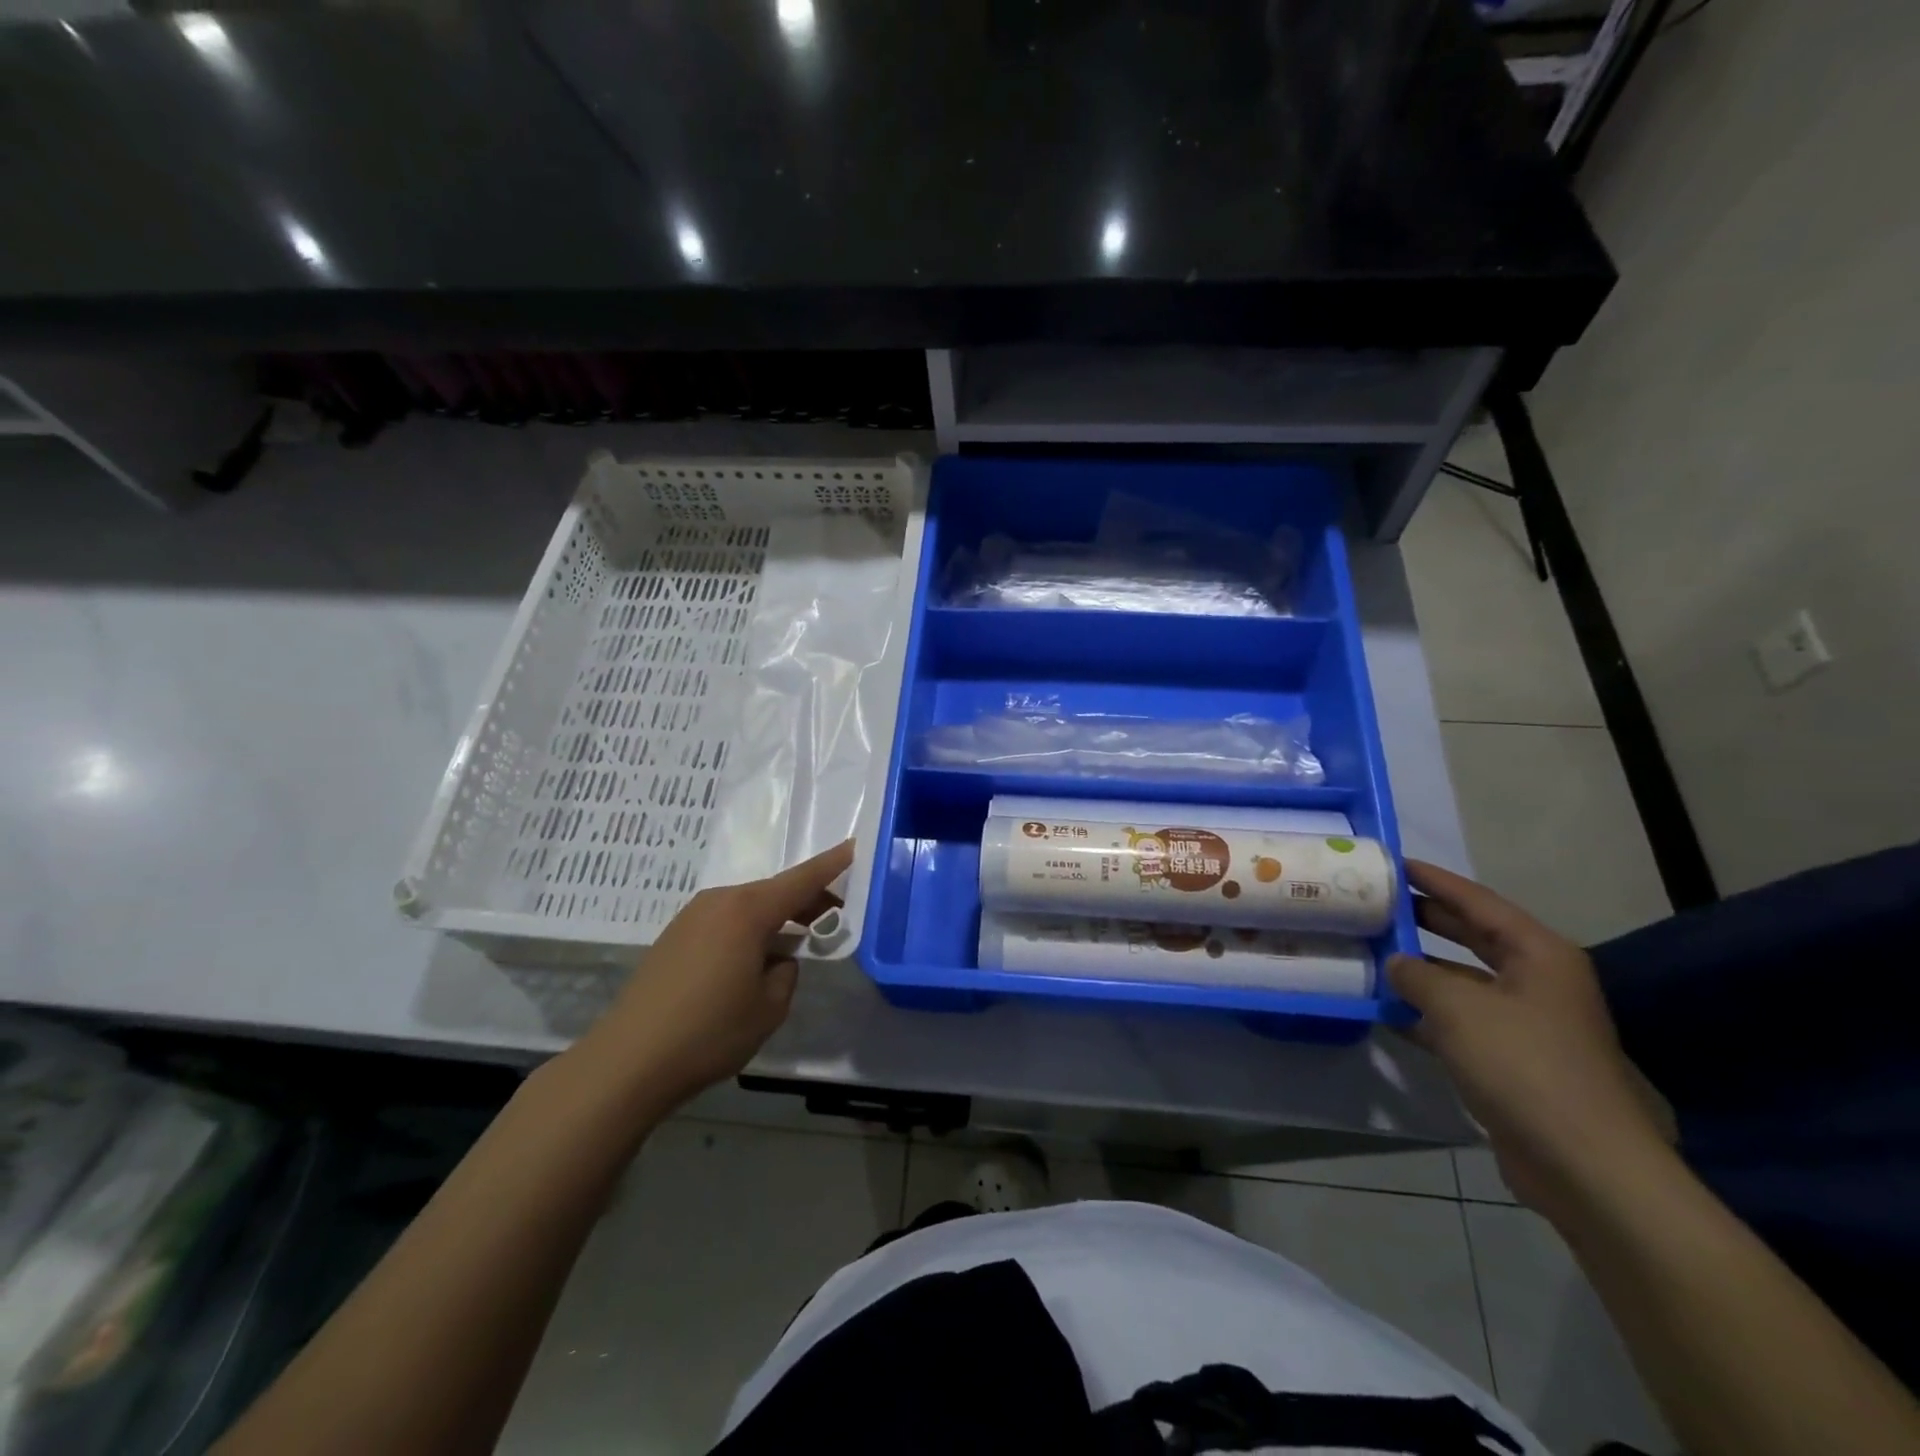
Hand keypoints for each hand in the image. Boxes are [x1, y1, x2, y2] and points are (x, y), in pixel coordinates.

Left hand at [580, 841, 853, 1113]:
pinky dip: (748, 929)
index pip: (801, 881)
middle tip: (832, 918)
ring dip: (775, 917)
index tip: (853, 846)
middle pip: (773, 891)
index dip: (831, 865)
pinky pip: (724, 921)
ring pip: (747, 906)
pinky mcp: (674, 937)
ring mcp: (691, 918)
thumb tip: (778, 959)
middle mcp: (719, 902)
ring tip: (793, 943)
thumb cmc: (709, 1032)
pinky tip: (751, 961)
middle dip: (805, 900)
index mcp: (747, 912)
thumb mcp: (769, 1008)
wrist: (628, 1061)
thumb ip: (787, 972)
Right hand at [1388, 859, 1673, 1217]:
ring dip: (1418, 969)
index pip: (1477, 900)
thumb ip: (1416, 975)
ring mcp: (1525, 1022)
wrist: (1583, 1165)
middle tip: (1373, 902)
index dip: (1432, 879)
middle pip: (1471, 935)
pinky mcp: (1511, 1060)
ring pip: (1461, 980)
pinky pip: (1458, 1020)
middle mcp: (1536, 981)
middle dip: (1423, 919)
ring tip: (1366, 951)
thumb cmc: (1523, 1065)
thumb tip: (1394, 963)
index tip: (1391, 862)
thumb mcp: (1457, 1007)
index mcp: (1538, 954)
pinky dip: (1423, 1012)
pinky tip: (1383, 1008)